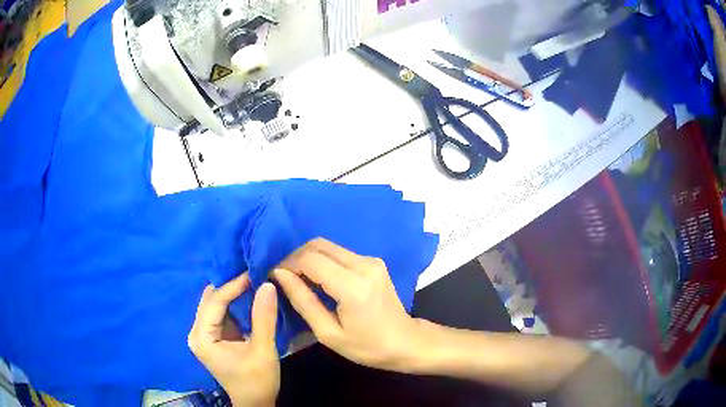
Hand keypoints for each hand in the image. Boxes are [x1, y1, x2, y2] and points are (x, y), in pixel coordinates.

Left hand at [188, 274, 279, 406]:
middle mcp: (197, 332)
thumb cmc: (257, 381)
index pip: (215, 302)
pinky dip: (233, 303)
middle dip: (230, 286)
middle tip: (253, 272)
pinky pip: (220, 313)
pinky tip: (247, 295)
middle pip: (211, 300)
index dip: (234, 285)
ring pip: (214, 304)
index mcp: (203, 337)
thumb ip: (264, 318)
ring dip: (231, 293)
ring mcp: (204, 334)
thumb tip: (268, 284)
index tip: (254, 272)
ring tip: (252, 279)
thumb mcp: (263, 350)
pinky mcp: (213, 337)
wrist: (255, 403)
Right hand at [273, 238, 426, 371]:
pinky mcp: (374, 261)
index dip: (288, 264)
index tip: (275, 276)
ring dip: (309, 258)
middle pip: (318, 245)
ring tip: (298, 278)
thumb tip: (280, 275)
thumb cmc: (367, 346)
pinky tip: (318, 278)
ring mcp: (371, 260)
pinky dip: (323, 261)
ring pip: (329, 246)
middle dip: (296, 257)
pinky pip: (340, 253)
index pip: (310, 260)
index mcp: (353, 286)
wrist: (405, 342)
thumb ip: (303, 301)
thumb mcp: (328, 333)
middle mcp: (364, 265)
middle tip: (285, 277)